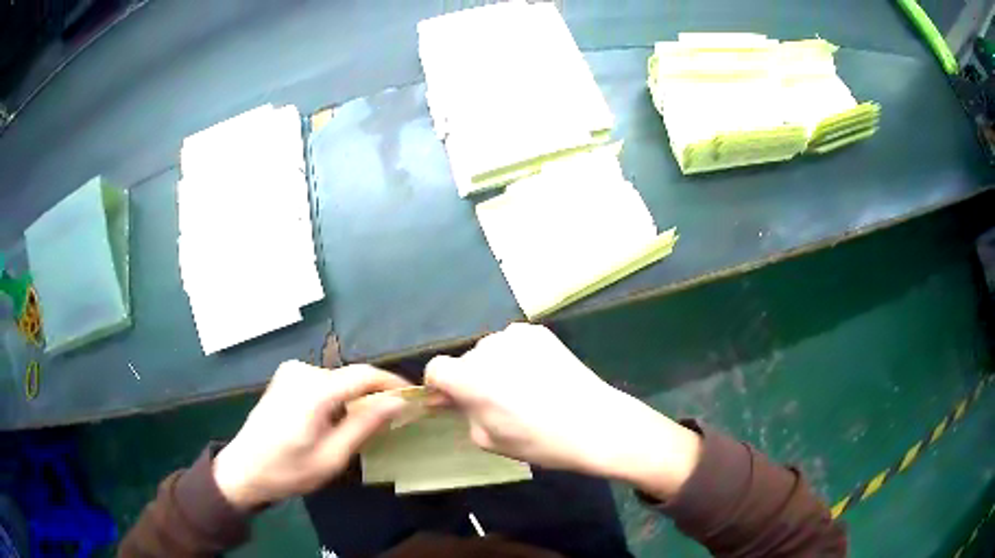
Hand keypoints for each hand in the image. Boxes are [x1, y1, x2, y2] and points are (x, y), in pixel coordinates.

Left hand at [213, 361, 409, 509]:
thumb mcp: (332, 456)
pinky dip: (337, 399)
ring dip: (354, 401)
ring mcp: (291, 372)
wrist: (244, 469)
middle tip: (390, 424)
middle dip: (373, 397)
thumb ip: (365, 425)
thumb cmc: (288, 470)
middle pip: (351, 378)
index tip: (415, 399)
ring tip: (360, 430)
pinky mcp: (286, 378)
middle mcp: (302, 371)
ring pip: (338, 381)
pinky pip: (323, 383)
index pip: (365, 375)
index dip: (393, 384)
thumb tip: (398, 402)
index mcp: (314, 390)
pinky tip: (333, 423)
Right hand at [425, 323, 700, 498]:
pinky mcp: (539, 332)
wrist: (594, 423)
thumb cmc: (537, 441)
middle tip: (496, 402)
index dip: (440, 386)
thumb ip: (464, 414)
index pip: (435, 369)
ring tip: (523, 389)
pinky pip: (514, 343)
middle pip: (466, 360)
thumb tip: (458, 400)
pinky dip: (517, 356)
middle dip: (472, 378)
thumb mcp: (488, 439)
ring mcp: (514, 336)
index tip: (453, 402)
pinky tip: (539, 375)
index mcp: (467, 377)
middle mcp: (486, 349)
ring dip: (495, 366)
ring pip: (491, 351)